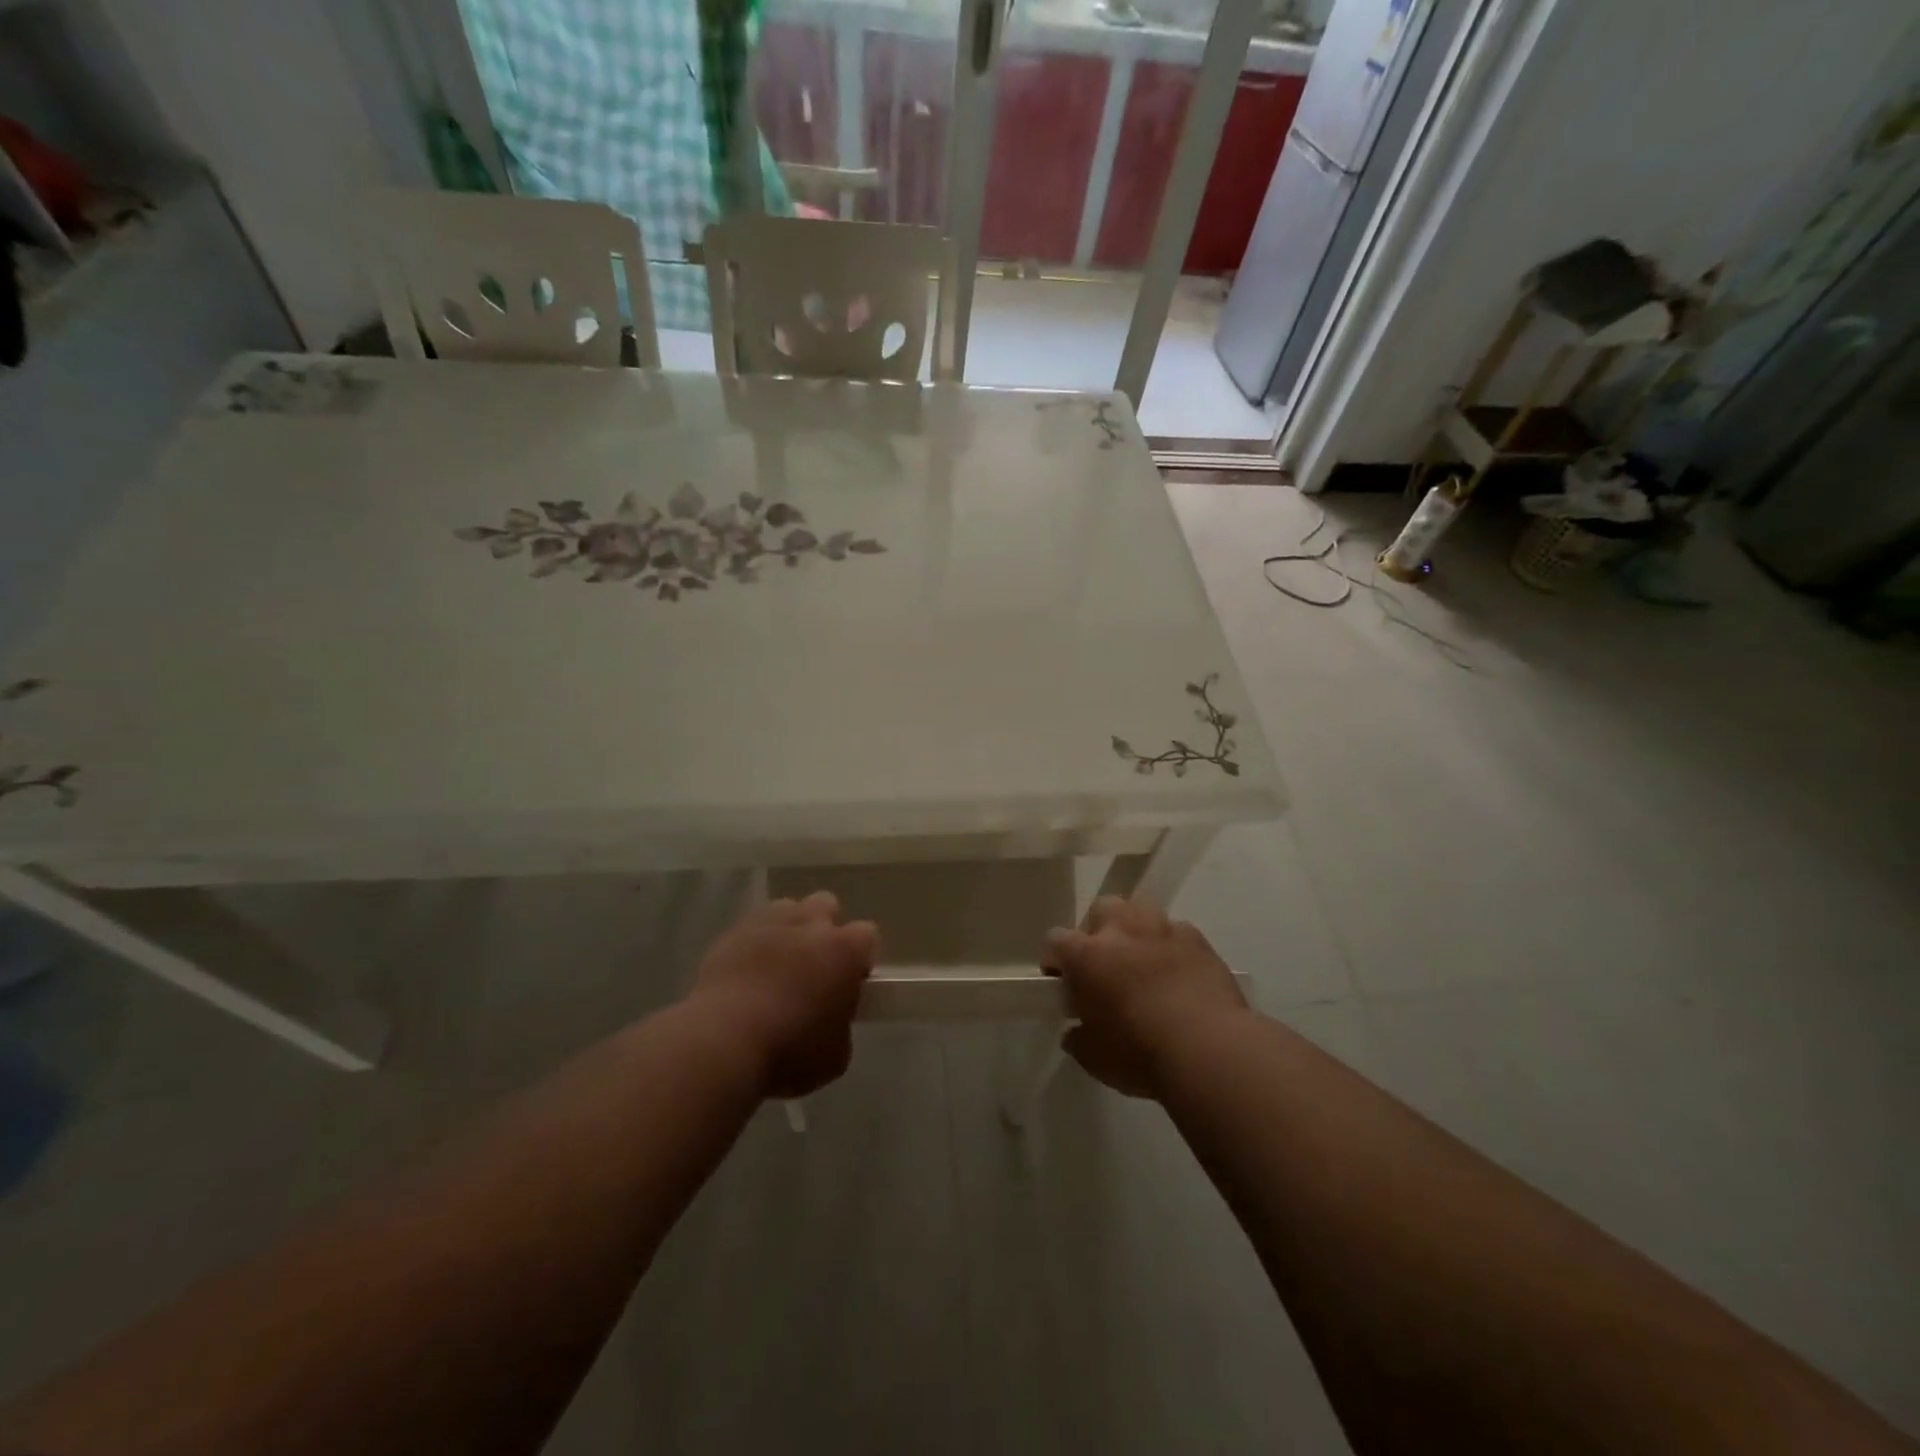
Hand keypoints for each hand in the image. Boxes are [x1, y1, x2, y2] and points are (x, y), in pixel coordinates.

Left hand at [686, 893, 877, 1098]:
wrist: (722, 1044)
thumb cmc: (789, 1052)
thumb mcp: (836, 1055)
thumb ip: (841, 1024)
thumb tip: (831, 1017)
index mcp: (845, 950)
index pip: (867, 935)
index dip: (860, 958)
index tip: (850, 983)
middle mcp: (810, 924)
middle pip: (826, 906)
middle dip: (824, 930)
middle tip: (814, 968)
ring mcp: (768, 924)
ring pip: (787, 909)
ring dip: (788, 931)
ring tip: (777, 967)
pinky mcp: (731, 934)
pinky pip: (750, 929)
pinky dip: (753, 945)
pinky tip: (745, 975)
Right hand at [1041, 896, 1245, 1098]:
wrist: (1211, 1051)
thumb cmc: (1141, 1055)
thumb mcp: (1094, 1058)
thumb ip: (1078, 1037)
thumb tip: (1075, 1030)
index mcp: (1087, 955)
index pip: (1055, 940)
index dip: (1056, 961)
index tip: (1063, 984)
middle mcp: (1122, 929)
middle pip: (1101, 910)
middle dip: (1099, 932)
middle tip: (1106, 967)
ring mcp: (1162, 929)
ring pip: (1140, 910)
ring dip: (1136, 930)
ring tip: (1143, 962)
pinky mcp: (1197, 939)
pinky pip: (1176, 932)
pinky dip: (1172, 947)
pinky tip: (1179, 975)